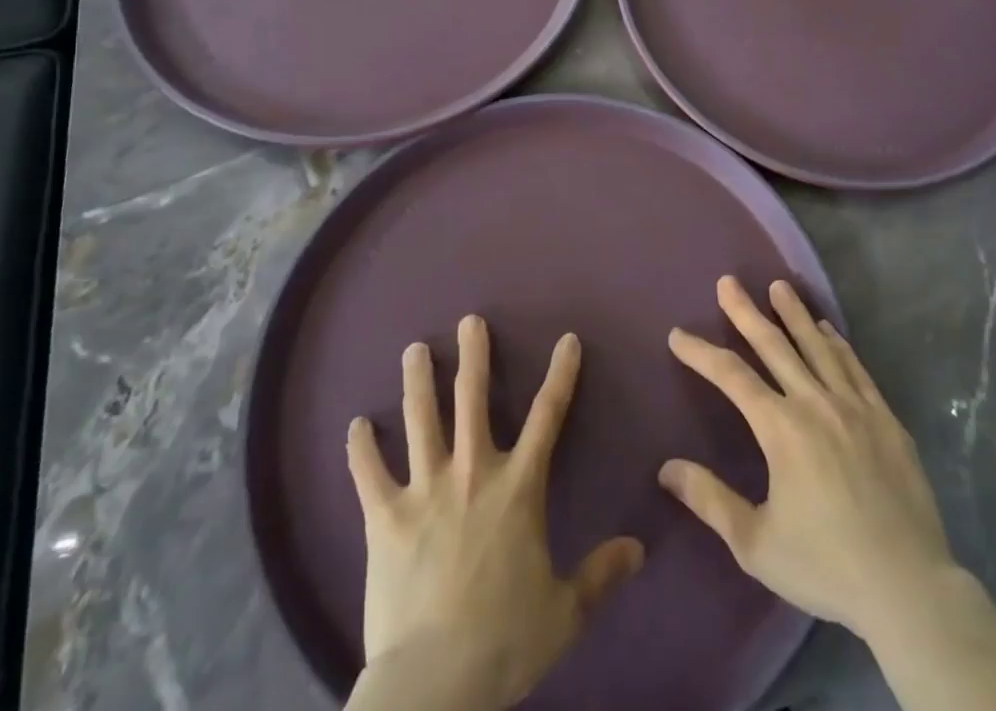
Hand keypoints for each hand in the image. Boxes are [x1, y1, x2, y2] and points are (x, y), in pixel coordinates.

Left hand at [345, 316, 644, 710]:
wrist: (434, 685)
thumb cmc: (504, 642)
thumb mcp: (564, 612)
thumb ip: (601, 575)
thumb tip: (639, 549)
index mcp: (518, 488)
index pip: (548, 417)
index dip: (561, 374)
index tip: (567, 340)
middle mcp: (472, 472)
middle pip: (473, 398)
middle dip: (474, 355)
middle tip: (470, 321)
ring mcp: (425, 490)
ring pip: (421, 419)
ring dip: (417, 382)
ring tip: (414, 350)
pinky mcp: (384, 517)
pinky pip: (369, 474)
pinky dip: (360, 448)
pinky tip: (356, 425)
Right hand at [658, 277, 957, 644]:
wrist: (909, 589)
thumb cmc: (826, 567)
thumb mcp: (756, 544)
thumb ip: (711, 500)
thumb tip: (667, 468)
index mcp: (781, 429)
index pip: (731, 376)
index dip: (701, 352)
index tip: (678, 334)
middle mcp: (815, 403)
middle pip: (774, 345)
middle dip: (746, 312)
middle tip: (728, 282)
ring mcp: (855, 407)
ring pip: (817, 346)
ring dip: (794, 314)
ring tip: (778, 286)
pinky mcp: (885, 419)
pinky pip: (855, 368)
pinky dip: (837, 344)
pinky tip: (827, 329)